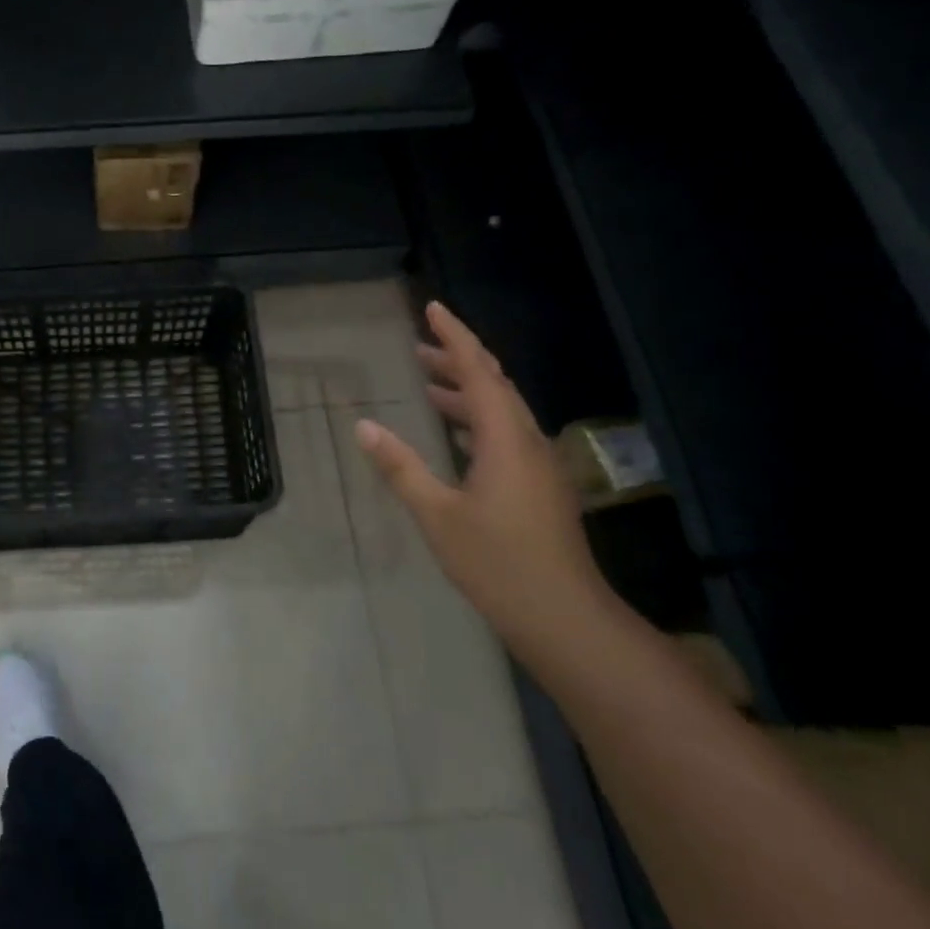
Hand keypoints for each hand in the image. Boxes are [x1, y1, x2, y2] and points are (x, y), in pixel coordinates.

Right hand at [355, 301, 619, 665]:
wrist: (565, 619)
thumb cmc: (498, 563)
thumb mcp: (437, 514)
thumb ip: (401, 467)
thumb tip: (364, 425)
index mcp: (506, 439)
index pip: (478, 371)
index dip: (454, 337)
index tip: (433, 309)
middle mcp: (527, 442)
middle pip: (494, 385)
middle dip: (457, 360)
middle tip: (420, 346)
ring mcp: (538, 466)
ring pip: (501, 411)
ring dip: (466, 392)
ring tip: (428, 383)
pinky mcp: (539, 487)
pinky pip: (505, 435)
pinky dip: (476, 421)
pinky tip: (456, 435)